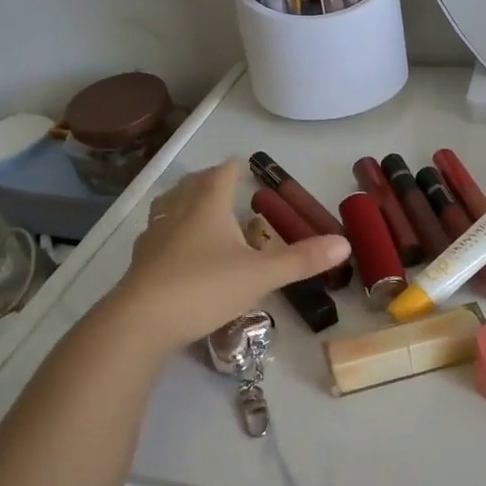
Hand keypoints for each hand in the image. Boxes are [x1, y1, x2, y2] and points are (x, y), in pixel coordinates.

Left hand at [109, 160, 347, 350]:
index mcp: (208, 206)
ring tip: (194, 205)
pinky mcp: (141, 262)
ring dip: (184, 200)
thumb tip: (344, 243)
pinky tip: (175, 247)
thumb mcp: (261, 275)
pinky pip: (157, 234)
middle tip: (222, 181)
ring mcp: (154, 236)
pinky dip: (170, 230)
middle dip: (209, 180)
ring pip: (169, 207)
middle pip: (192, 185)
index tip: (243, 163)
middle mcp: (178, 212)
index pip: (222, 174)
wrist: (141, 322)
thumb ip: (302, 259)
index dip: (235, 167)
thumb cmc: (205, 287)